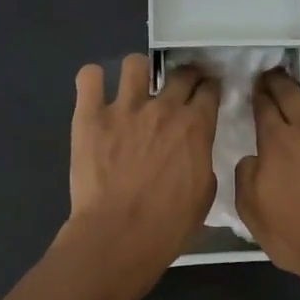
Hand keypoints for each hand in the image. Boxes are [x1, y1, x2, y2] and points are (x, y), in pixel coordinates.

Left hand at [62, 54, 220, 278]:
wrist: (119, 235)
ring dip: (139, 73)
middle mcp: (163, 108)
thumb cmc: (169, 224)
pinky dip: (93, 81)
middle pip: (180, 73)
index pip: (209, 90)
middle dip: (185, 75)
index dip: (210, 88)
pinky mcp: (89, 116)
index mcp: (196, 126)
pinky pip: (89, 78)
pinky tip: (95, 93)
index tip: (207, 93)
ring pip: (136, 64)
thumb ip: (201, 159)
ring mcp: (124, 108)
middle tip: (179, 88)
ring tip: (135, 89)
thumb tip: (194, 149)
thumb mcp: (205, 193)